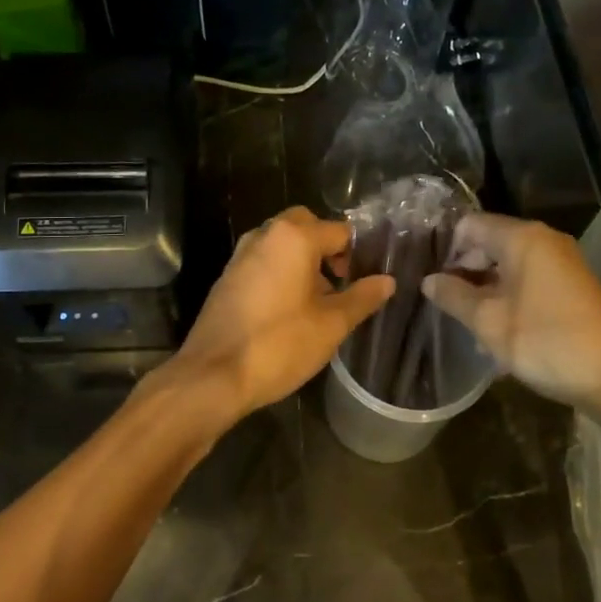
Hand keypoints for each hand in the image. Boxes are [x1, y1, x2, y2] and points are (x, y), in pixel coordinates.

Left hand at [163, 207, 394, 427]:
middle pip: (305, 226)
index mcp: (294, 237)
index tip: (366, 280)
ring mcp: (241, 255)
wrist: (213, 375)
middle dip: (327, 247)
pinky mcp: (227, 277)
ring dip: (303, 260)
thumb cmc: (279, 345)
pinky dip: (280, 272)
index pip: (339, 231)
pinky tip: (288, 310)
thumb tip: (387, 281)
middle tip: (341, 281)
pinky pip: (263, 261)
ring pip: (281, 243)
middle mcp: (265, 235)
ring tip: (318, 300)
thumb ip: (361, 298)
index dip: (358, 253)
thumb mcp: (331, 325)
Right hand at [422, 214, 600, 420]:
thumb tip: (428, 280)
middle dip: (464, 268)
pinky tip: (496, 326)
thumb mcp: (489, 322)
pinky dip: (508, 294)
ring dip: (485, 286)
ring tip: (464, 317)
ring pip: (509, 263)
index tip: (429, 277)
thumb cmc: (547, 343)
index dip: (446, 248)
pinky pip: (528, 279)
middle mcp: (544, 241)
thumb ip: (454, 297)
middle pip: (490, 241)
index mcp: (523, 238)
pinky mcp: (572, 285)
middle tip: (442, 300)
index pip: (470, 225)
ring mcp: (562, 263)